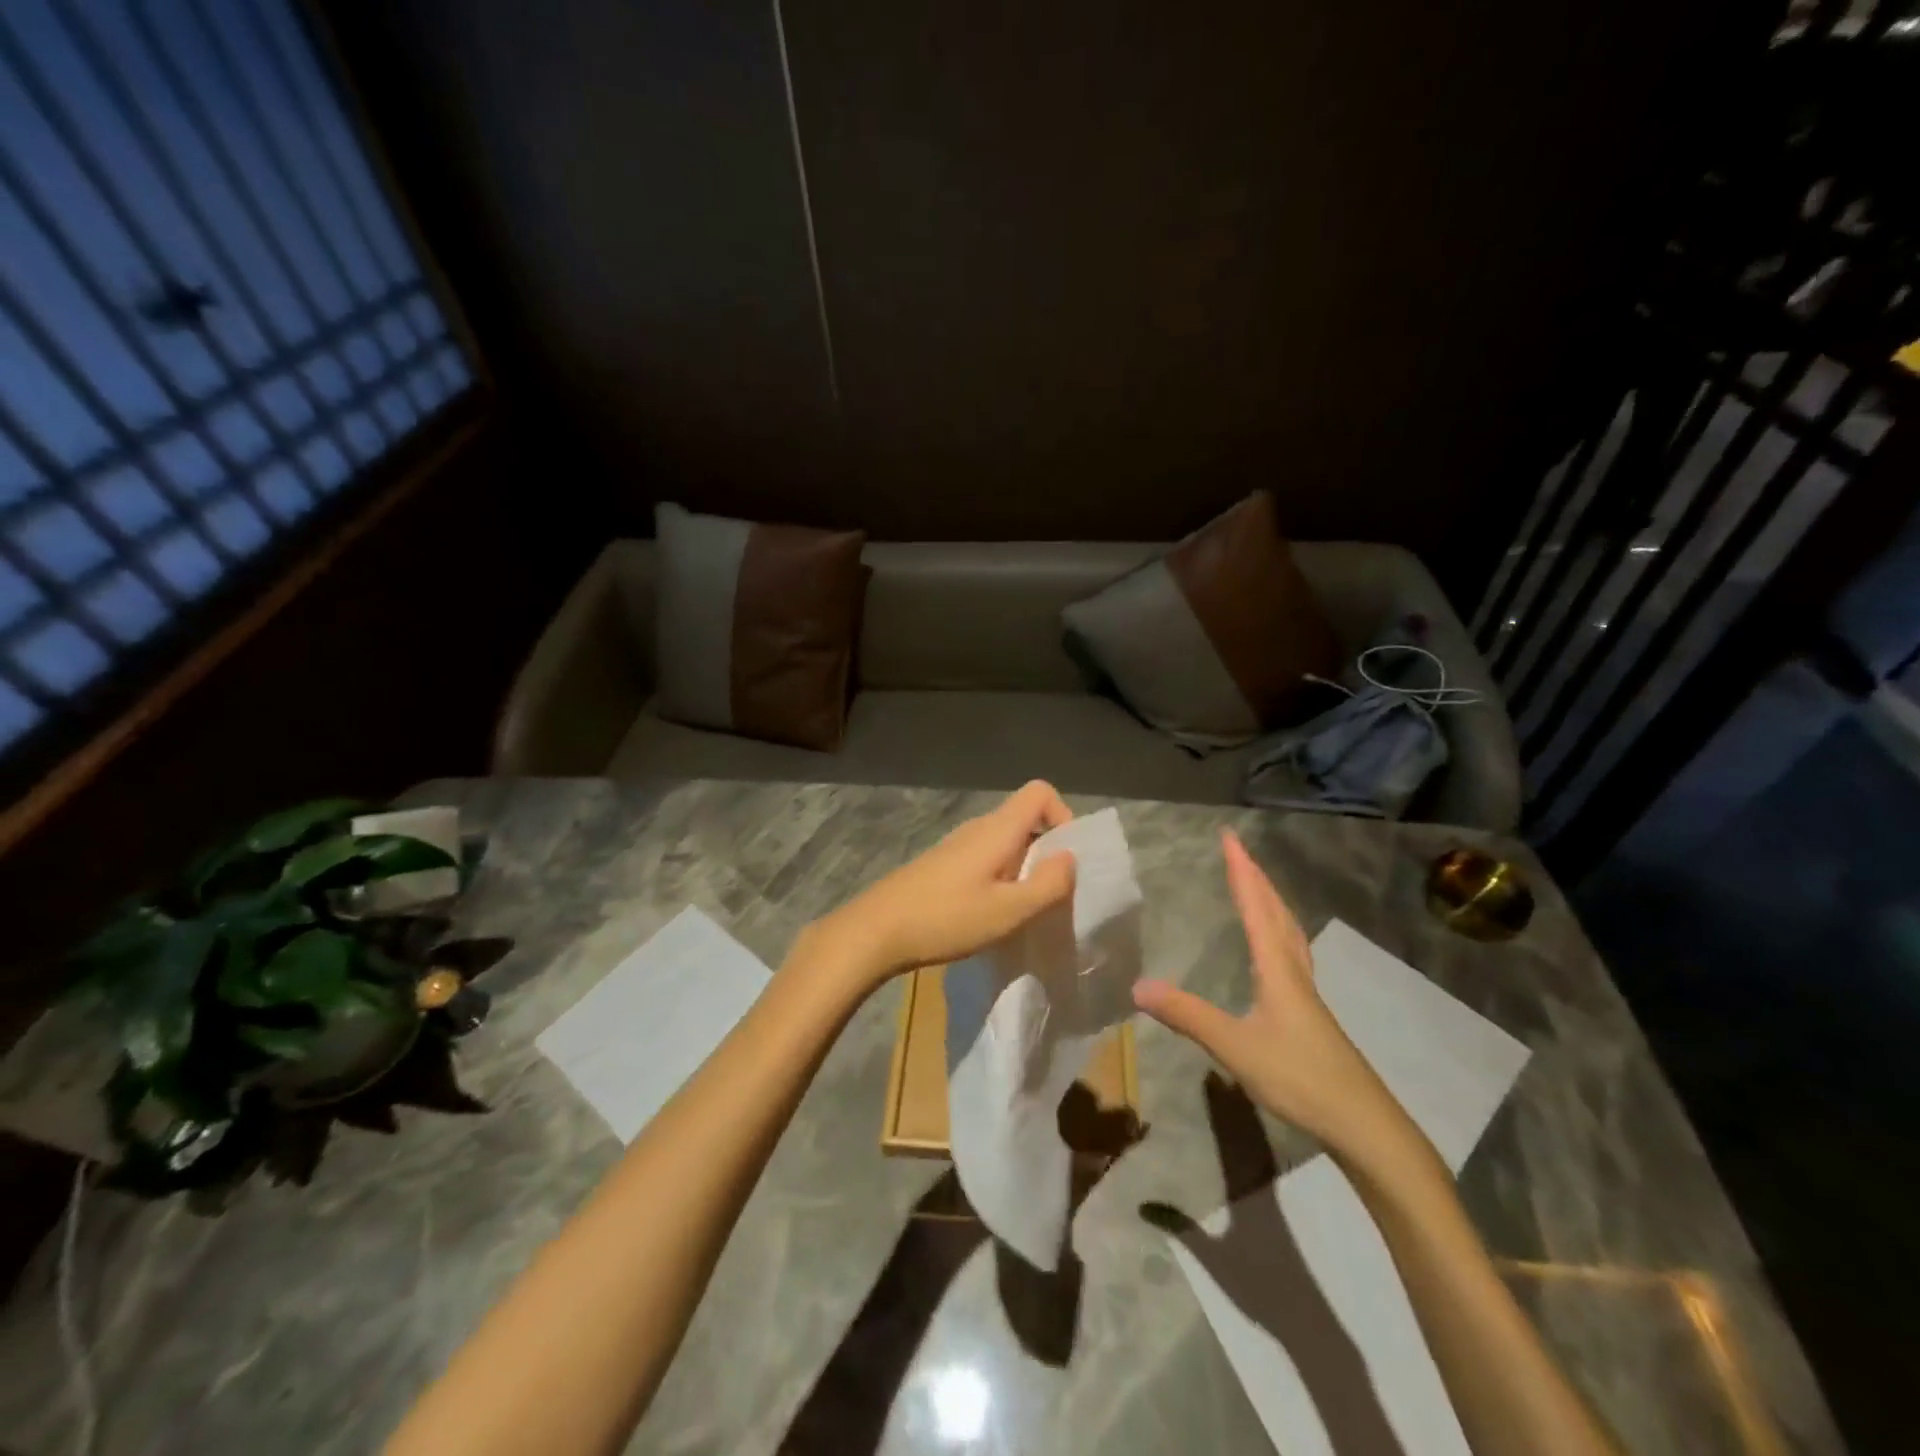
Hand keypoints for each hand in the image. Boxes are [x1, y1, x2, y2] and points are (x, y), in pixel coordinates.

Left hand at [806, 780, 1077, 989]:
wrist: (876, 931)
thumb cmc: (946, 918)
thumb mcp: (1008, 911)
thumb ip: (1048, 884)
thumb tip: (1071, 857)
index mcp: (997, 829)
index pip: (1040, 792)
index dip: (1063, 816)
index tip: (1065, 860)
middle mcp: (978, 828)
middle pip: (1025, 819)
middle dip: (1047, 851)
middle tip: (1049, 896)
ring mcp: (956, 845)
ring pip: (1005, 843)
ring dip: (1023, 869)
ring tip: (1020, 911)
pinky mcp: (942, 865)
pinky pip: (985, 859)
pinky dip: (1000, 878)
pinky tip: (989, 915)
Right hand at [1131, 830, 1413, 1161]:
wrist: (1364, 1124)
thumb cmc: (1300, 1078)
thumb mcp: (1235, 1047)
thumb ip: (1188, 1015)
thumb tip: (1137, 986)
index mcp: (1277, 969)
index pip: (1256, 908)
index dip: (1241, 871)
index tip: (1230, 837)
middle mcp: (1294, 971)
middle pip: (1277, 912)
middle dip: (1256, 877)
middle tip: (1238, 850)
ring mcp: (1306, 993)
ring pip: (1289, 932)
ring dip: (1270, 901)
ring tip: (1256, 885)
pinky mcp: (1310, 1013)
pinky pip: (1291, 953)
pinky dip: (1278, 931)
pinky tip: (1274, 948)